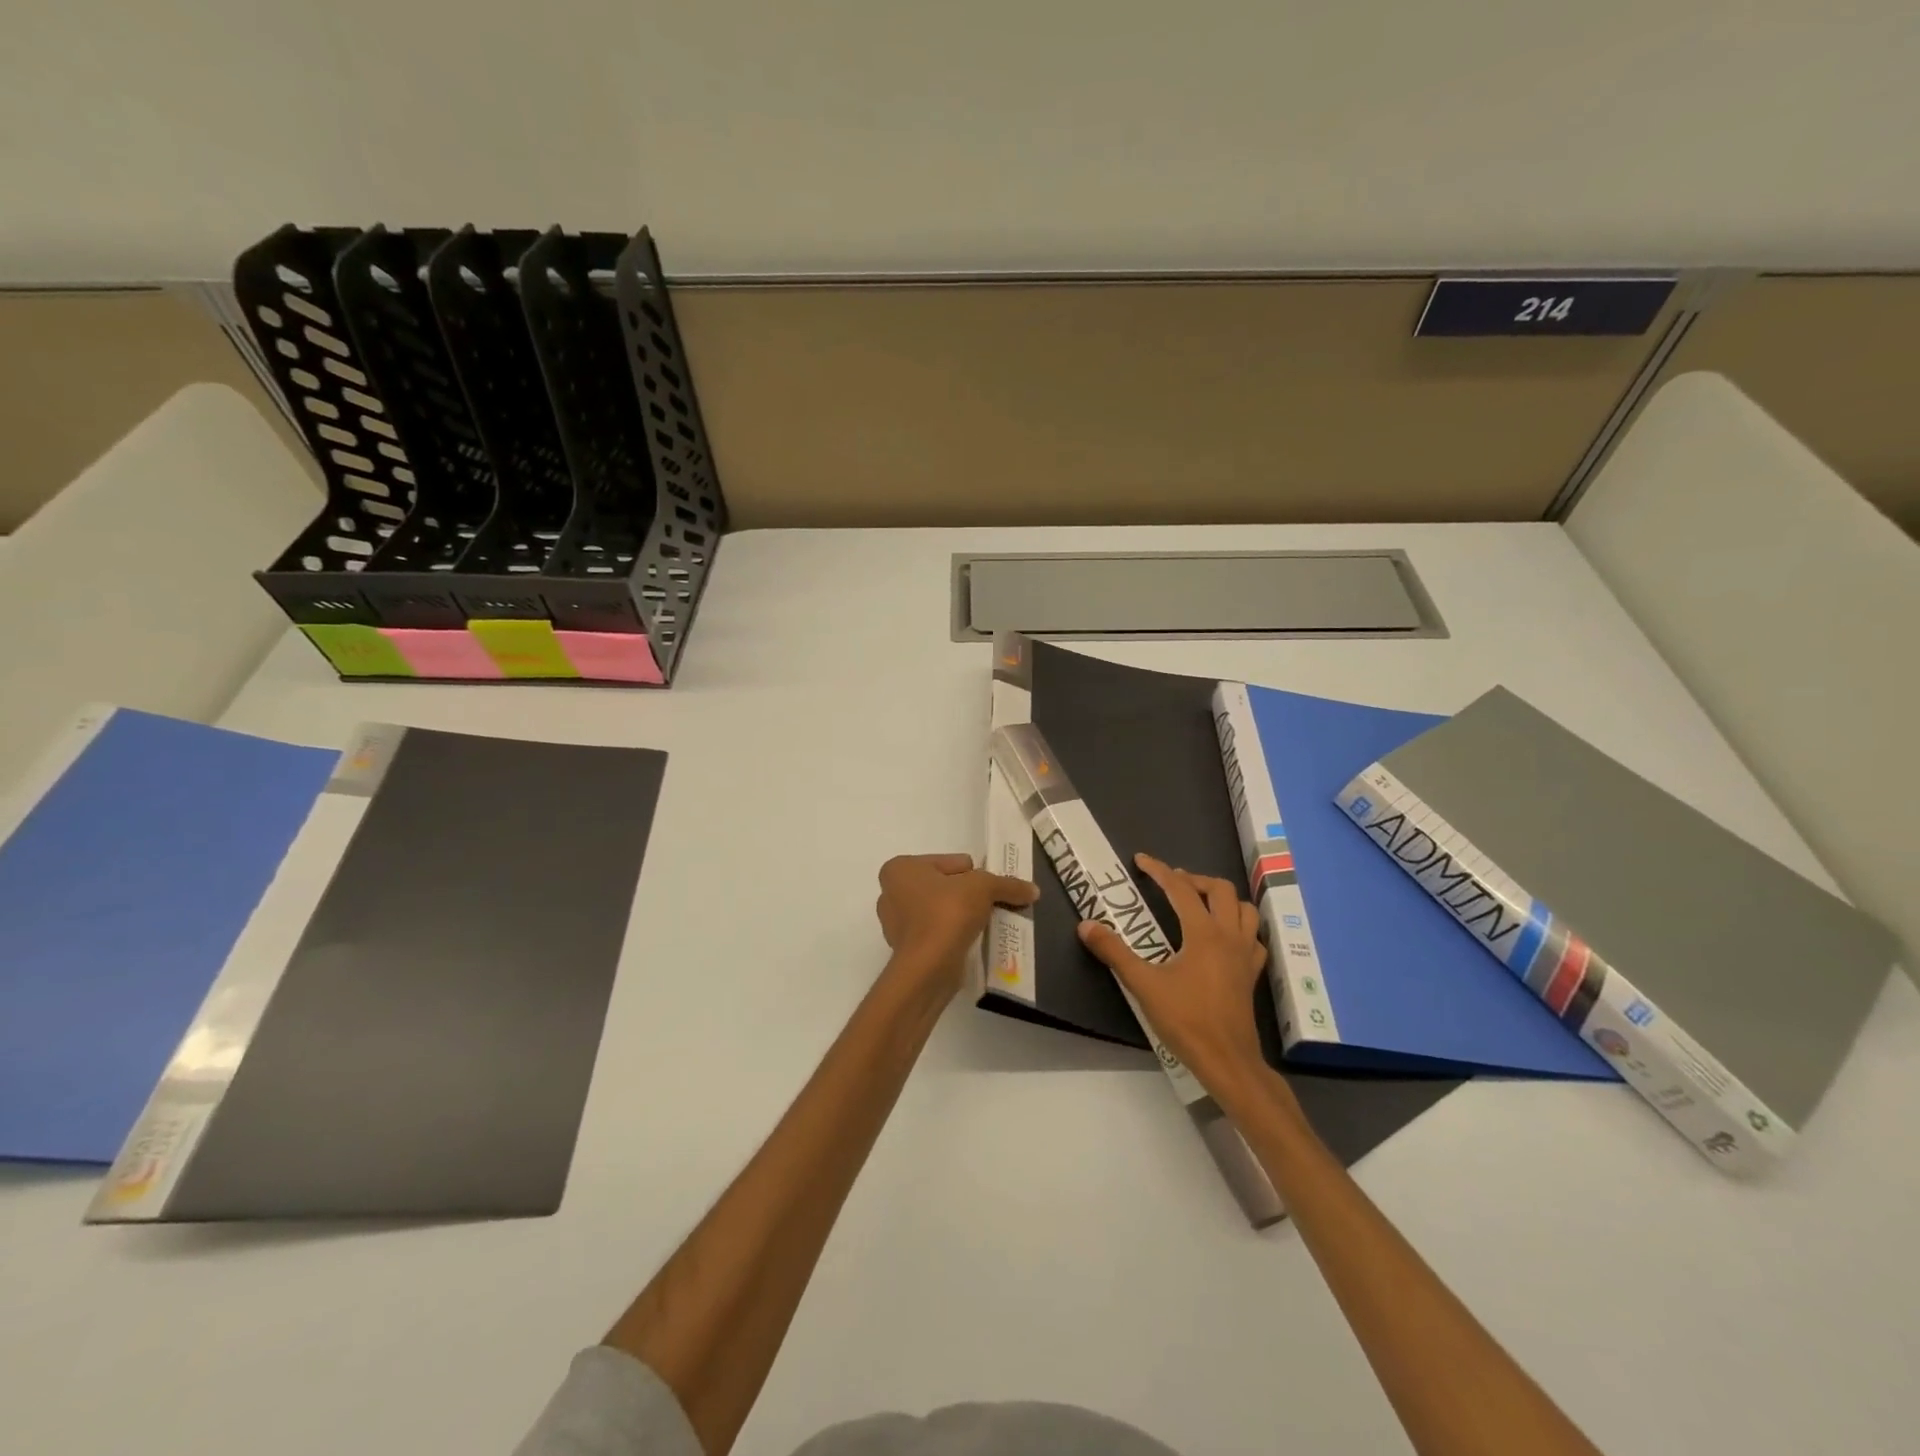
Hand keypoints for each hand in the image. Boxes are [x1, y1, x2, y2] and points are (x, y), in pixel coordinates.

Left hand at [876, 853, 1037, 996]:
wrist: (928, 968)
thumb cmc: (947, 913)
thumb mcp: (983, 888)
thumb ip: (1008, 884)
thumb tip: (1033, 890)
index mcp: (901, 868)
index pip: (950, 862)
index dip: (974, 874)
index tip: (988, 890)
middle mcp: (891, 893)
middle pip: (944, 885)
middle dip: (966, 895)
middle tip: (989, 906)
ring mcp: (895, 923)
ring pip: (940, 910)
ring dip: (961, 916)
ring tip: (983, 924)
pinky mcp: (906, 949)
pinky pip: (936, 933)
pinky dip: (953, 935)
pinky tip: (970, 940)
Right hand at [1078, 853, 1275, 1104]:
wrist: (1227, 1060)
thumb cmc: (1186, 1020)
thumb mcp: (1143, 984)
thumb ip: (1114, 952)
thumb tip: (1086, 925)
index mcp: (1204, 933)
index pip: (1180, 889)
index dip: (1159, 871)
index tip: (1141, 860)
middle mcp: (1229, 936)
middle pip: (1220, 890)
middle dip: (1194, 880)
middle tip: (1171, 884)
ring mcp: (1246, 954)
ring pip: (1244, 909)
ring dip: (1222, 898)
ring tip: (1199, 903)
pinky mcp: (1252, 973)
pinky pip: (1253, 937)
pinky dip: (1240, 927)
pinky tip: (1225, 937)